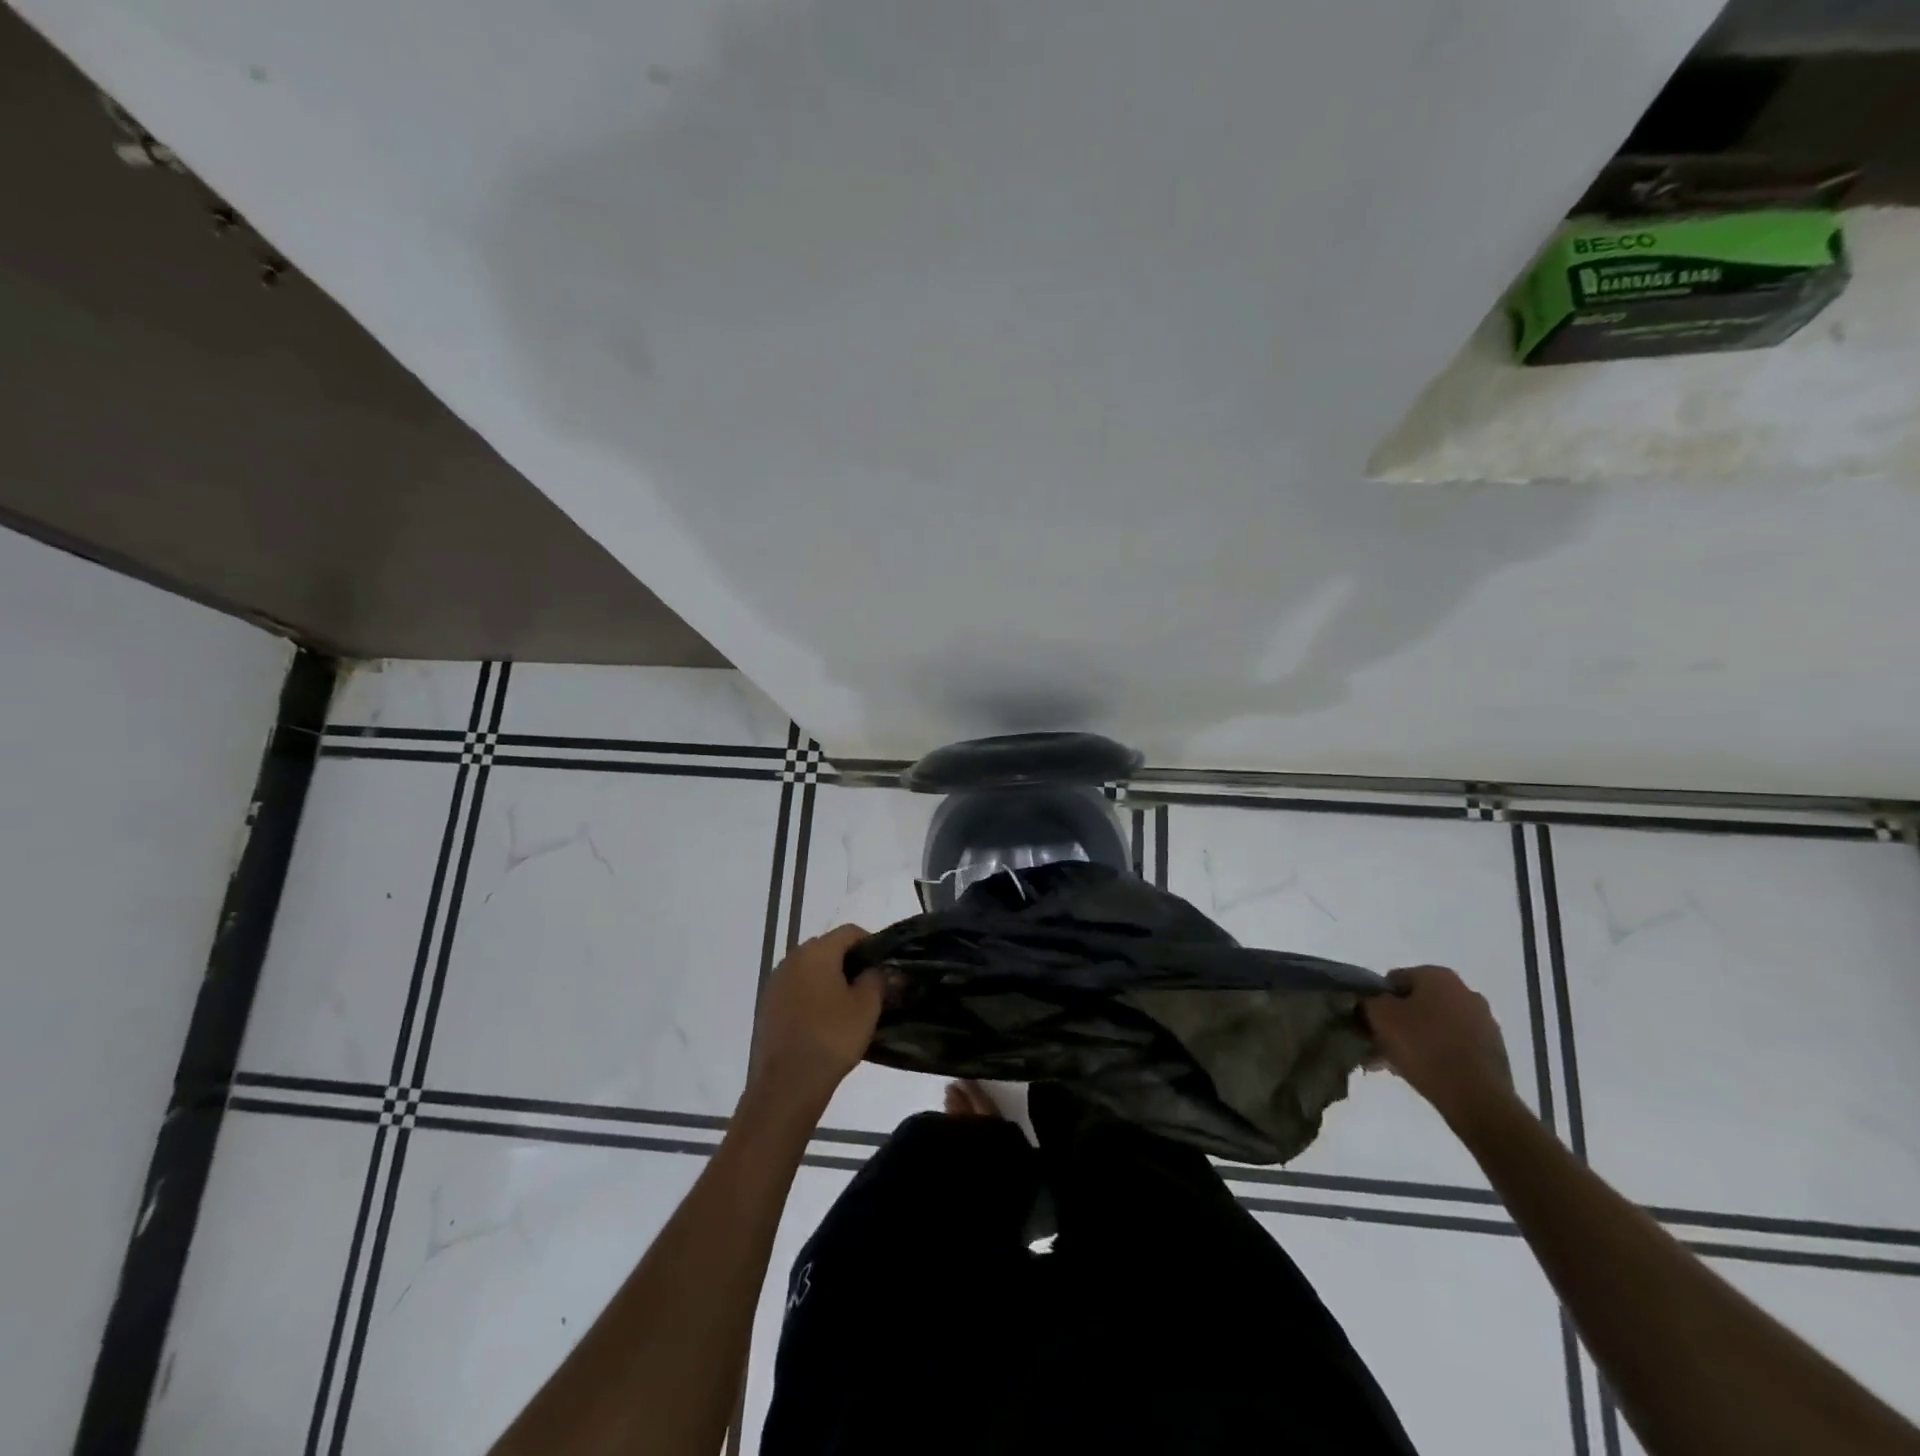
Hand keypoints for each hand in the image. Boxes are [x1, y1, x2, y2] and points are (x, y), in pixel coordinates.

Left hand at [747, 925, 883, 1108]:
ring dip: (828, 980)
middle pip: (827, 948)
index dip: (870, 944)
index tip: (883, 966)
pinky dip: (811, 997)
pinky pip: (795, 990)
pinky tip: (823, 1021)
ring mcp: (775, 982)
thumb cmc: (832, 1037)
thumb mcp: (867, 1007)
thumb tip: (878, 970)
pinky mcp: (766, 1006)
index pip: (849, 932)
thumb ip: (877, 979)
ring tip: (847, 1006)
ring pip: (809, 970)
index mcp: (816, 952)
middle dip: (849, 962)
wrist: (787, 1083)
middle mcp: (792, 959)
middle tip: (868, 987)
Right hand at [1363, 965, 1516, 1126]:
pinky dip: (1436, 1054)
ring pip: (1434, 1026)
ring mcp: (1484, 1023)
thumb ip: (1368, 1000)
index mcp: (1438, 976)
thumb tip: (1370, 1001)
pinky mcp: (1493, 1051)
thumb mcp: (1380, 1016)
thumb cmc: (1423, 1046)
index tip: (1369, 1022)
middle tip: (1379, 1045)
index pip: (1394, 980)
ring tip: (1395, 1064)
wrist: (1476, 1097)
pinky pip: (1453, 1045)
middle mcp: (1465, 992)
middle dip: (1396, 1022)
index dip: (1376, 1000)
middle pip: (1416, 1004)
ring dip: (1414, 1040)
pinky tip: (1420, 1072)